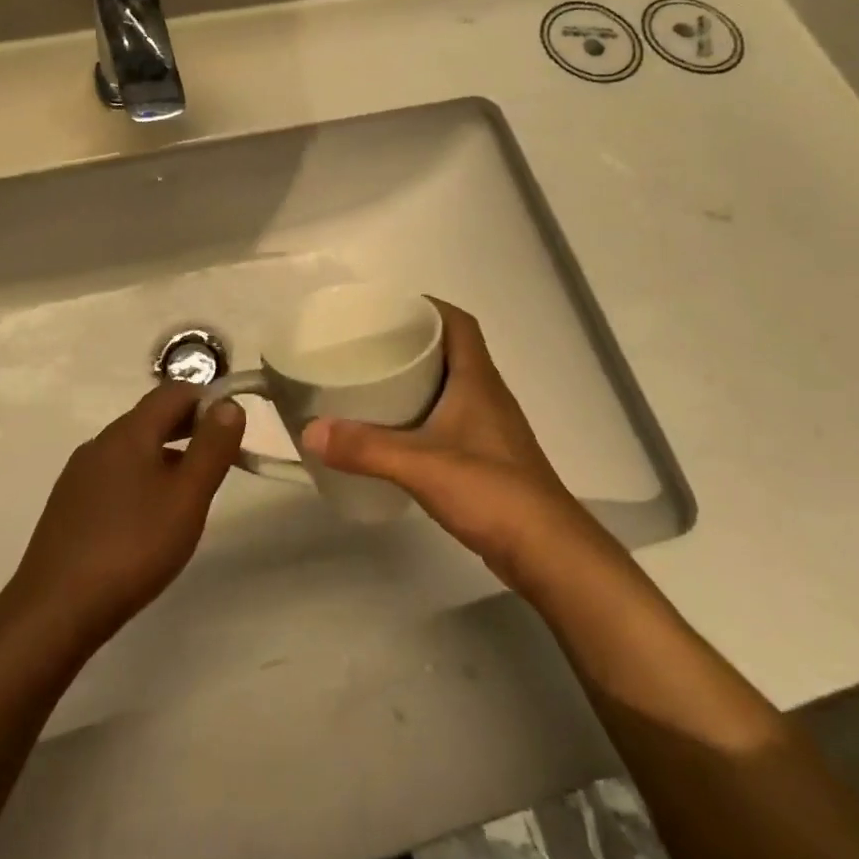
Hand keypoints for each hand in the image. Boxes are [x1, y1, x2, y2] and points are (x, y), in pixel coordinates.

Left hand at [6, 382, 246, 650]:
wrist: (56, 609)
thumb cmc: (133, 547)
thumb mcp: (187, 497)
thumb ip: (212, 447)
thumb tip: (228, 404)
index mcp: (129, 432)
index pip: (174, 391)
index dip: (208, 400)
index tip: (233, 429)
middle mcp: (100, 443)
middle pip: (152, 417)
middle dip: (190, 427)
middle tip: (221, 458)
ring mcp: (79, 474)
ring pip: (133, 448)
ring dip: (167, 454)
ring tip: (191, 491)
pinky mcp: (69, 504)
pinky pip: (115, 474)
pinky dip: (142, 478)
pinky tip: (150, 516)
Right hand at [302, 300, 608, 591]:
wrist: (547, 551)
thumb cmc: (491, 492)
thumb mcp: (420, 465)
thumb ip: (365, 448)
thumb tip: (310, 431)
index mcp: (478, 380)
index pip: (459, 323)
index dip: (428, 306)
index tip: (389, 308)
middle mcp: (487, 395)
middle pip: (452, 351)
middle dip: (413, 341)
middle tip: (368, 346)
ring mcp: (490, 429)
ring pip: (451, 387)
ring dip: (418, 380)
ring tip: (374, 384)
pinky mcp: (488, 459)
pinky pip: (451, 420)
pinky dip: (423, 416)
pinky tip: (396, 435)